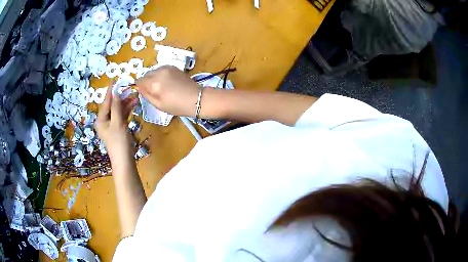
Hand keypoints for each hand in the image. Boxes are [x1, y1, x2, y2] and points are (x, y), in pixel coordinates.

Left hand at [95, 88, 136, 159]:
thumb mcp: (118, 122)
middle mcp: (104, 121)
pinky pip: (121, 116)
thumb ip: (116, 107)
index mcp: (101, 120)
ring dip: (125, 104)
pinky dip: (127, 111)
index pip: (106, 102)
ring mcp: (111, 125)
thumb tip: (116, 92)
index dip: (110, 91)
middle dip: (121, 98)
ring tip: (135, 97)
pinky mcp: (118, 129)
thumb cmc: (119, 142)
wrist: (124, 161)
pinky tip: (133, 105)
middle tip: (130, 89)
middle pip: (112, 106)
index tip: (114, 80)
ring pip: (118, 111)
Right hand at [135, 66, 199, 116]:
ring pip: (153, 71)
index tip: (145, 92)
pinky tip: (168, 82)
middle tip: (154, 91)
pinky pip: (161, 69)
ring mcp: (166, 68)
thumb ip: (146, 94)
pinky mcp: (173, 66)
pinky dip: (160, 74)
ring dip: (154, 77)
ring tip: (162, 87)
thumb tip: (139, 87)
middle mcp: (158, 72)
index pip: (139, 81)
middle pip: (146, 75)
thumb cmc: (177, 106)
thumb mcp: (158, 104)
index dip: (140, 87)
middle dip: (147, 82)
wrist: (196, 98)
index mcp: (154, 83)